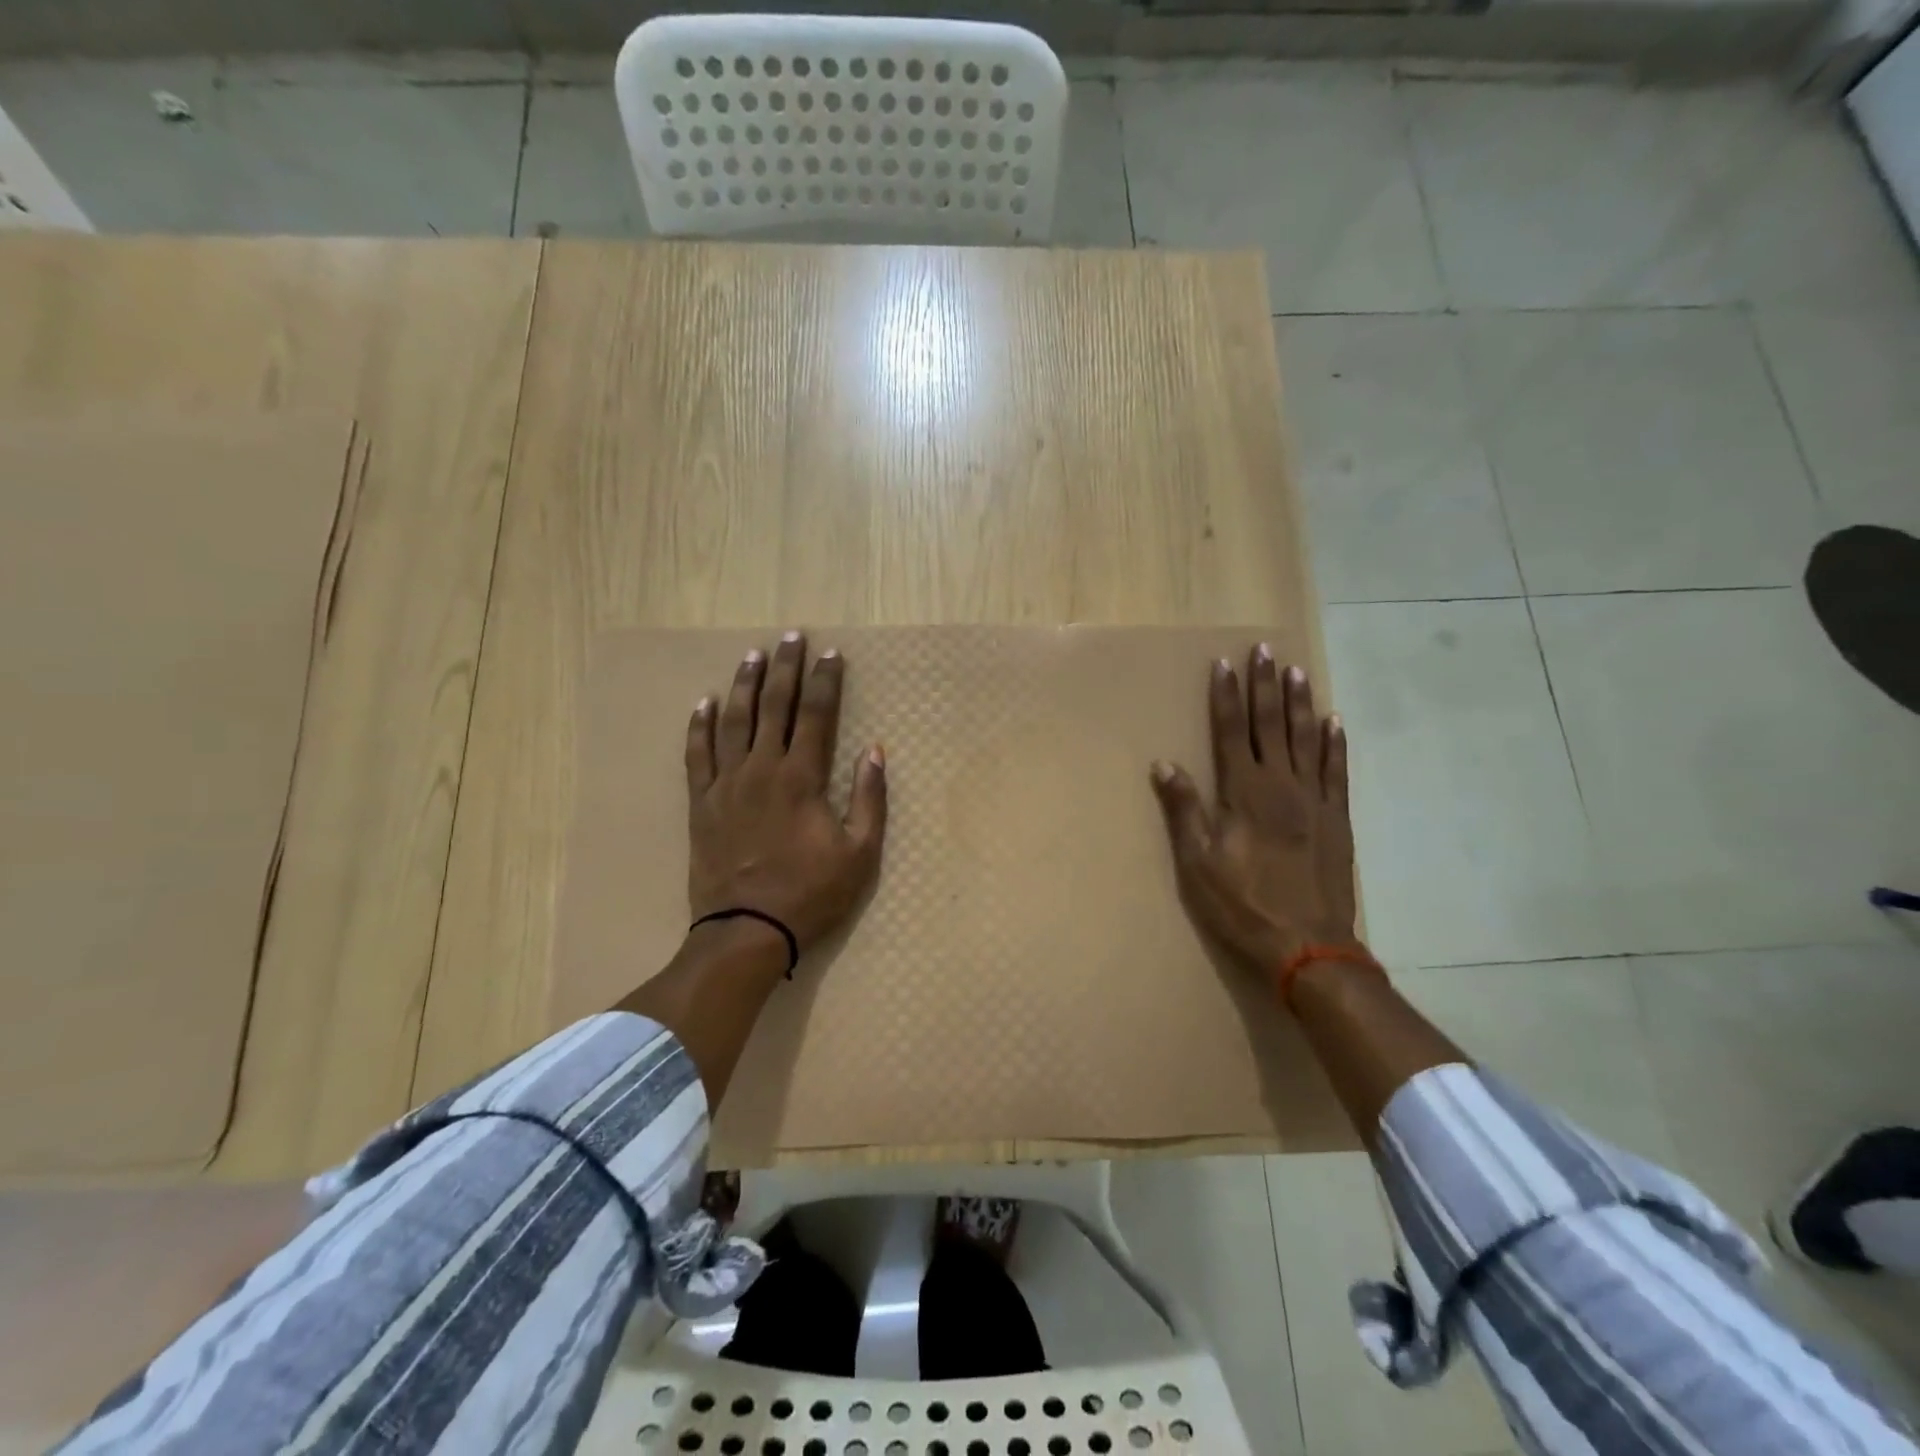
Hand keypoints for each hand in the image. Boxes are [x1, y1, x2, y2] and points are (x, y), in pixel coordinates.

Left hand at [685, 631, 886, 953]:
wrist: (746, 930)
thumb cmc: (810, 893)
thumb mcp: (860, 853)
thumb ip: (869, 798)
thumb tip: (876, 751)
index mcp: (801, 778)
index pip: (816, 715)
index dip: (825, 681)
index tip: (831, 654)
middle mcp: (761, 769)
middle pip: (774, 706)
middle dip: (785, 668)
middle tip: (791, 637)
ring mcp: (726, 784)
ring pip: (734, 721)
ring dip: (744, 685)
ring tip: (752, 656)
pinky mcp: (701, 803)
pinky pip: (697, 754)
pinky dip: (699, 726)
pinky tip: (704, 702)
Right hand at [1150, 646, 1358, 974]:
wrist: (1308, 946)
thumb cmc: (1243, 904)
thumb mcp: (1198, 862)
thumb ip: (1183, 810)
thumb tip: (1163, 764)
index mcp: (1245, 793)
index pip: (1232, 732)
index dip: (1226, 697)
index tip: (1225, 664)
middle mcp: (1282, 785)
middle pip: (1271, 725)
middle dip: (1265, 685)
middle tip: (1264, 650)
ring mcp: (1314, 800)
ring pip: (1306, 739)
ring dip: (1299, 703)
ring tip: (1296, 670)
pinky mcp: (1337, 818)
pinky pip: (1337, 770)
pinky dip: (1335, 743)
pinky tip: (1333, 721)